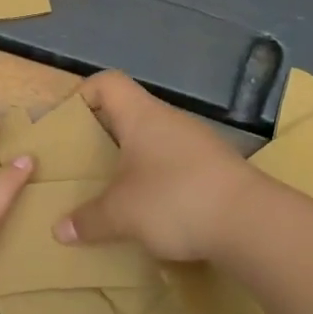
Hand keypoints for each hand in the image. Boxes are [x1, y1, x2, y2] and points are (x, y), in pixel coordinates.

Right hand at [54, 71, 260, 260]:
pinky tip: (152, 211)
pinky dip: (158, 182)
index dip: (83, 94)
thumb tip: (60, 230)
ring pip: (154, 143)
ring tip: (114, 192)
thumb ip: (88, 220)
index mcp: (142, 117)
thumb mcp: (121, 214)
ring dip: (132, 163)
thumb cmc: (175, 200)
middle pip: (129, 115)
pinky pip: (176, 167)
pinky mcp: (217, 170)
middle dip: (103, 138)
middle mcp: (171, 121)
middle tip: (83, 165)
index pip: (108, 83)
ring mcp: (199, 144)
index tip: (66, 124)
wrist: (252, 223)